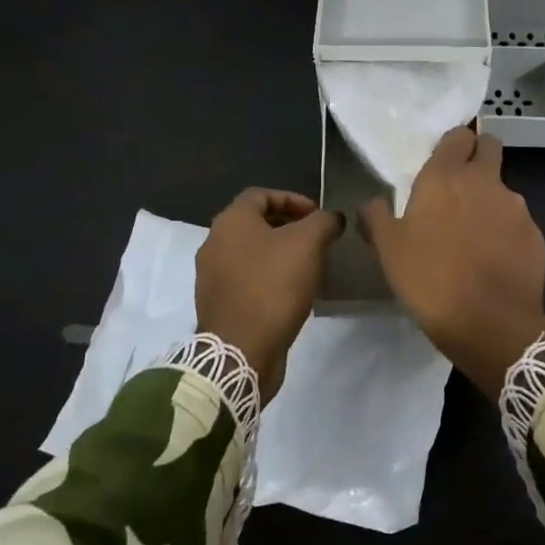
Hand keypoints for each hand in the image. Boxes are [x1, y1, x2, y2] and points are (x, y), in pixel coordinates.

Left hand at [195, 188, 344, 400]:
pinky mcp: (219, 304)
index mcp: (230, 221)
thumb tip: (332, 218)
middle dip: (289, 227)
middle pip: (255, 223)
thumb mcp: (308, 244)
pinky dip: (269, 279)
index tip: (318, 215)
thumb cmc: (273, 286)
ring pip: (251, 253)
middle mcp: (214, 243)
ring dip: (280, 254)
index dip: (292, 199)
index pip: (260, 194)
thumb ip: (323, 222)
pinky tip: (292, 293)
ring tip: (309, 267)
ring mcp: (212, 276)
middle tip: (317, 240)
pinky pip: (247, 280)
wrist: (241, 350)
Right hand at [361, 127, 544, 397]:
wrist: (489, 323)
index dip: (453, 144)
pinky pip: (517, 222)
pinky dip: (506, 231)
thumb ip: (377, 217)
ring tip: (474, 234)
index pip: (458, 135)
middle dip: (478, 155)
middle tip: (460, 185)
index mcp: (446, 176)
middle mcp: (485, 181)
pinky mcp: (535, 234)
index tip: (443, 161)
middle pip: (489, 147)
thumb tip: (373, 203)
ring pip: (504, 187)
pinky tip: (493, 259)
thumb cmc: (430, 279)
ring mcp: (516, 207)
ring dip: (490, 199)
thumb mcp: (388, 250)